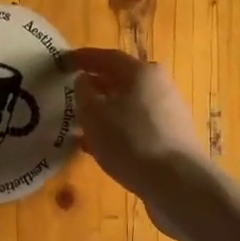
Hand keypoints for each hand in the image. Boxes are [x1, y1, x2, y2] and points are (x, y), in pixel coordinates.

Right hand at [68, 46, 239, 240]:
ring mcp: (169, 114)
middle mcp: (160, 87)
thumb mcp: (94, 114)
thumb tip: (85, 81)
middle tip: (72, 93)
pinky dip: (117, 131)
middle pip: (122, 80)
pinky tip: (100, 148)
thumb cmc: (130, 140)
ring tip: (81, 123)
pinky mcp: (171, 139)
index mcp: (142, 72)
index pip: (107, 57)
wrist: (177, 183)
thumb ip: (84, 92)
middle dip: (96, 86)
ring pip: (129, 106)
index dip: (83, 58)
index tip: (63, 62)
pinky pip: (137, 127)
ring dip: (105, 111)